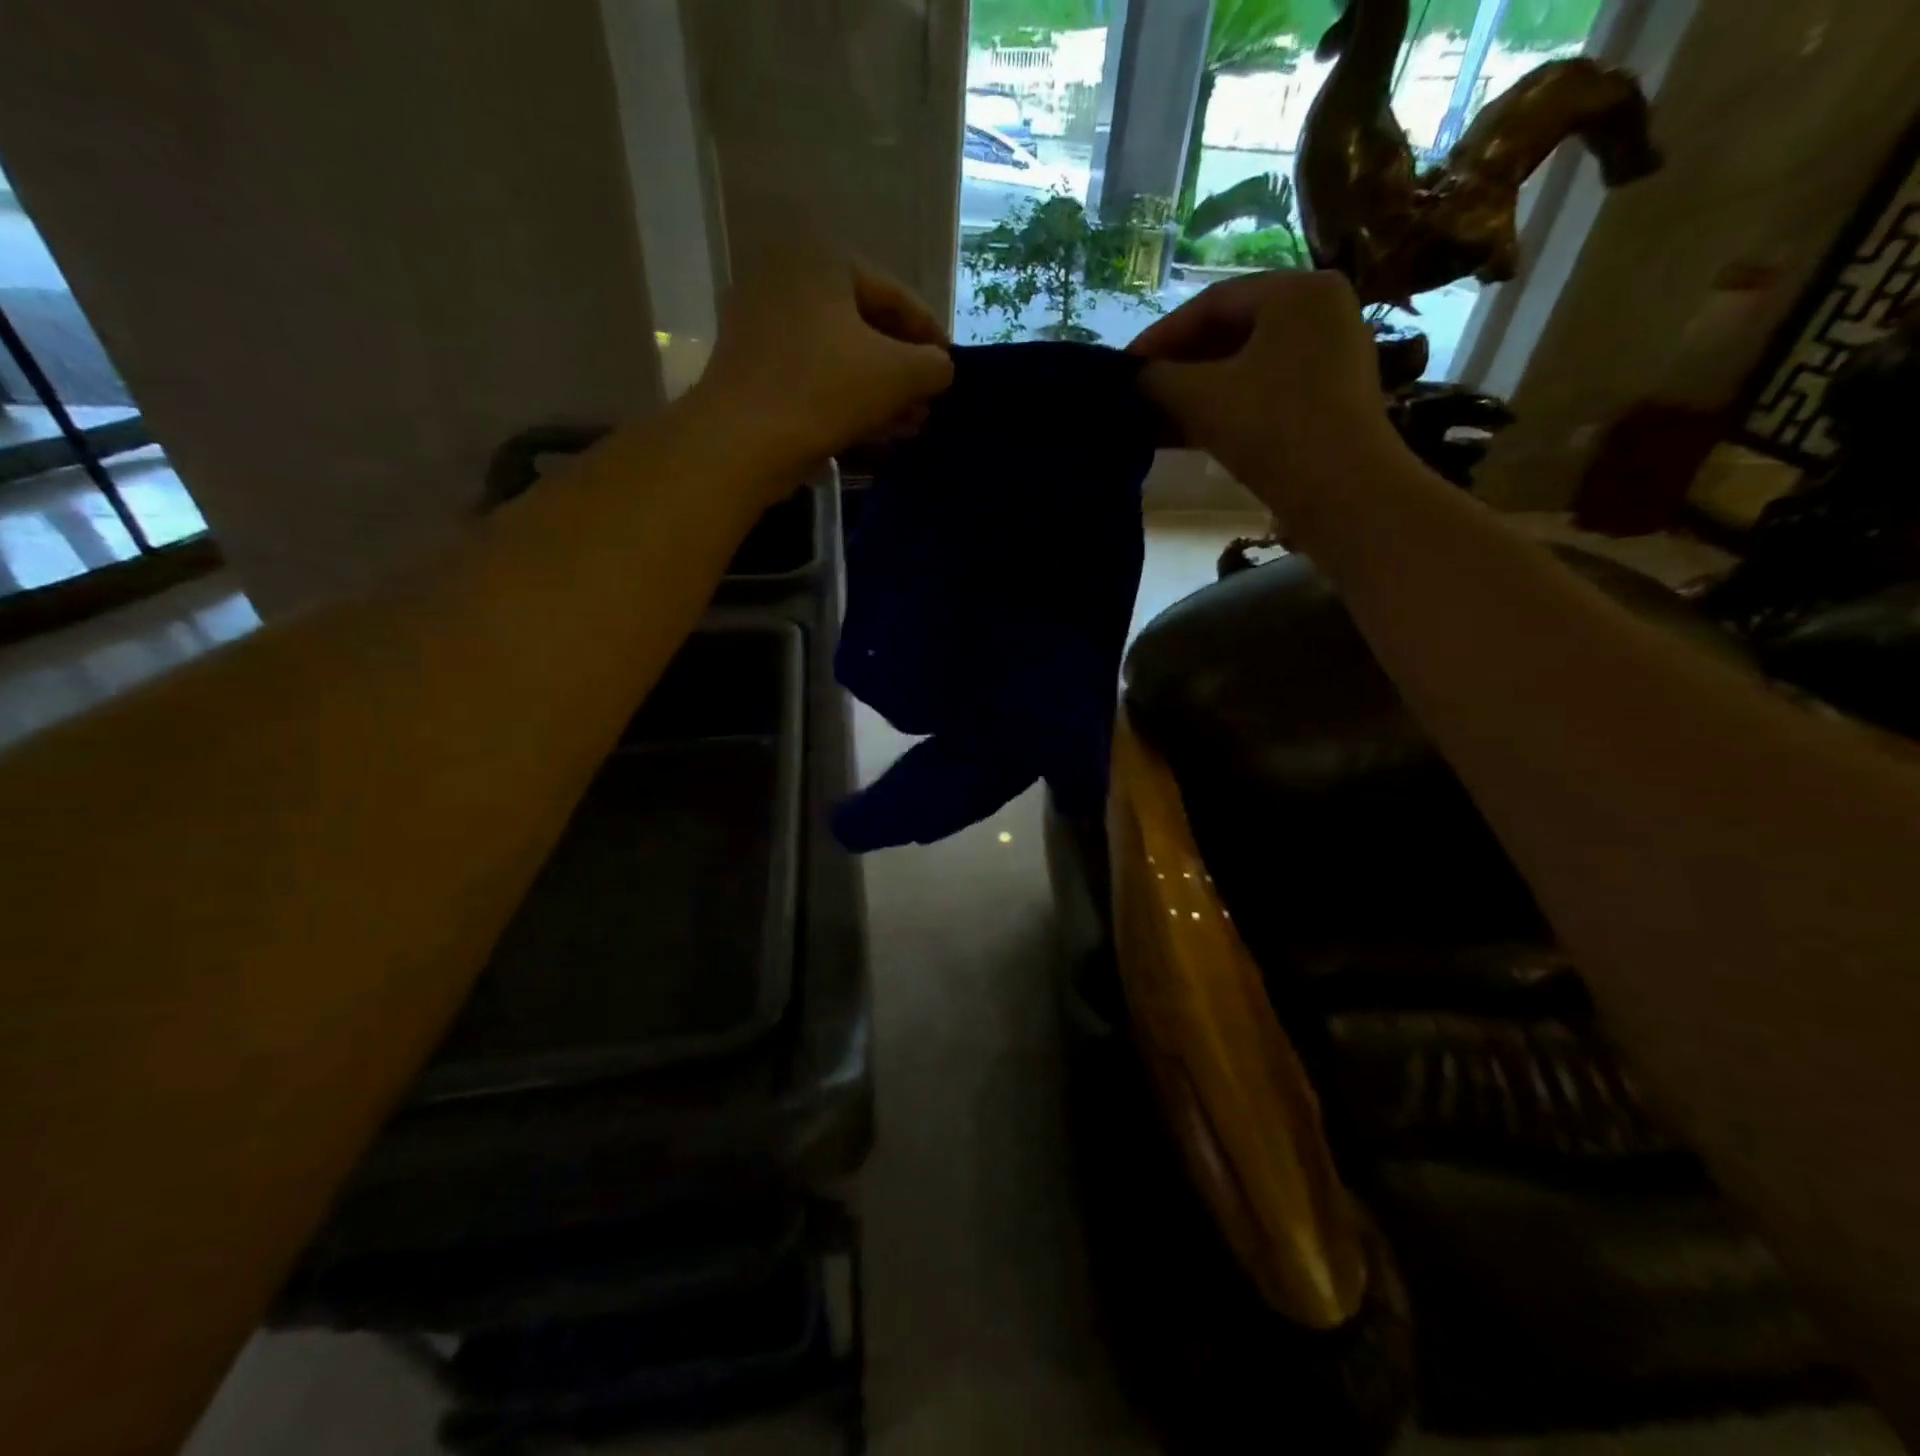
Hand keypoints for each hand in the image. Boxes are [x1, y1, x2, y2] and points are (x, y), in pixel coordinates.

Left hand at [695, 251, 953, 482]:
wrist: (742, 441)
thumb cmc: (825, 390)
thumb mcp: (897, 374)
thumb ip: (933, 365)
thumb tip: (941, 367)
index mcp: (822, 261)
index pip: (896, 296)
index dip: (931, 336)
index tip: (952, 370)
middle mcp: (789, 281)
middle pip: (867, 328)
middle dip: (904, 372)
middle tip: (931, 403)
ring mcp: (766, 326)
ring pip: (842, 359)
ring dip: (882, 393)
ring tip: (912, 425)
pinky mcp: (755, 370)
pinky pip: (816, 378)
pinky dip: (849, 401)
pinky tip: (878, 432)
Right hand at [1129, 270, 1402, 526]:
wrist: (1341, 493)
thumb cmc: (1271, 428)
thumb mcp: (1201, 398)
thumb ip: (1159, 379)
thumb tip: (1135, 378)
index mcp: (1297, 291)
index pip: (1212, 303)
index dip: (1160, 336)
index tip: (1124, 368)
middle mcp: (1319, 313)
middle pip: (1230, 333)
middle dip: (1178, 368)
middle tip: (1137, 395)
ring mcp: (1327, 359)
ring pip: (1244, 368)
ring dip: (1194, 395)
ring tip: (1151, 421)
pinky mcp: (1325, 402)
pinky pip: (1262, 393)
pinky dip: (1222, 410)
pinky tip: (1182, 436)